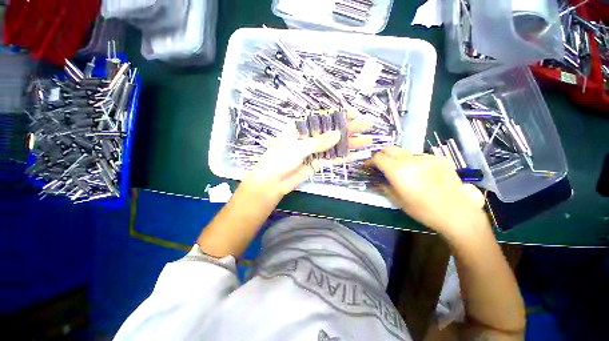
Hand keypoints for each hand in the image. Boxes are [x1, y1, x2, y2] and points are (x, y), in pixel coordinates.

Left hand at [241, 110, 374, 202]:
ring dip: (350, 144)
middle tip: (368, 126)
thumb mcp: (297, 147)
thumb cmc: (279, 159)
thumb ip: (317, 142)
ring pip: (335, 145)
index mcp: (302, 127)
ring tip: (368, 141)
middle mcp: (310, 137)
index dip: (339, 115)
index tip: (354, 114)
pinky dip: (344, 157)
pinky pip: (333, 159)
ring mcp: (315, 151)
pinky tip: (357, 155)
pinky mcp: (318, 163)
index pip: (323, 118)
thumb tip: (338, 134)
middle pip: (333, 131)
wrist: (273, 182)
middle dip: (350, 129)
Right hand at [370, 146, 487, 237]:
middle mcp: (410, 159)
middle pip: (389, 148)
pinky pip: (418, 156)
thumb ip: (384, 186)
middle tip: (380, 165)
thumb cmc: (422, 209)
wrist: (456, 212)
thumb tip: (377, 180)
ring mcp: (425, 157)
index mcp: (398, 170)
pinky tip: (418, 173)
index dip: (370, 161)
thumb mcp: (397, 200)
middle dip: (381, 155)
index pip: (378, 157)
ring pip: (404, 152)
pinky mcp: (438, 158)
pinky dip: (412, 161)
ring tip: (400, 170)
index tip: (368, 167)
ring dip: (396, 158)